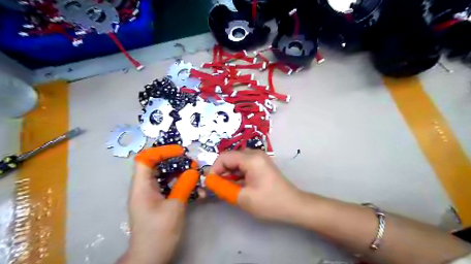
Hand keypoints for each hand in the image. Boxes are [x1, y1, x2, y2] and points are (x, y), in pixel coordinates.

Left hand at [119, 147, 196, 263]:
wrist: (151, 257)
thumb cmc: (159, 233)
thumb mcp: (174, 207)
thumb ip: (184, 186)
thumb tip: (193, 171)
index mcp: (142, 187)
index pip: (145, 159)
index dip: (161, 151)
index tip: (180, 152)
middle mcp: (145, 188)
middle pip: (157, 165)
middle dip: (176, 161)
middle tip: (193, 163)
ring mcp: (153, 195)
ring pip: (166, 176)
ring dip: (182, 173)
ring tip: (197, 174)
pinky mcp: (160, 201)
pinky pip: (171, 187)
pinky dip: (183, 185)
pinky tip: (198, 191)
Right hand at [212, 149, 303, 221]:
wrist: (293, 205)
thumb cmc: (269, 202)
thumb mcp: (242, 198)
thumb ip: (222, 188)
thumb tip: (208, 182)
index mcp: (251, 158)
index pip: (224, 157)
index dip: (213, 170)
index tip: (210, 184)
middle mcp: (254, 153)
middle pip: (229, 158)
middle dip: (220, 172)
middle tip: (215, 188)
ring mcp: (258, 158)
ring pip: (235, 162)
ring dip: (228, 174)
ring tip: (225, 189)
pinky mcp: (260, 164)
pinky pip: (243, 166)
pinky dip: (236, 175)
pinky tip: (235, 186)